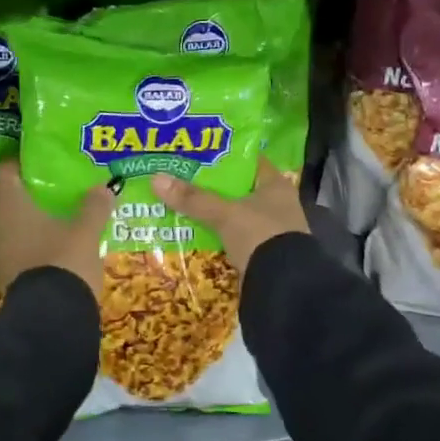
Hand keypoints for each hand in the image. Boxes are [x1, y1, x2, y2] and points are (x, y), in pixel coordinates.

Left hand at [0, 160, 113, 298]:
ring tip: (58, 211)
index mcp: (9, 204)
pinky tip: (54, 241)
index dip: (24, 162)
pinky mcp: (5, 274)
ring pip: (12, 224)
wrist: (51, 318)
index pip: (7, 170)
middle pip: (9, 197)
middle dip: (31, 190)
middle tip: (56, 184)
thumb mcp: (86, 231)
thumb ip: (94, 206)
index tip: (45, 159)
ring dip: (31, 217)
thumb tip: (105, 188)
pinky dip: (32, 240)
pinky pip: (16, 246)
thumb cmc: (64, 260)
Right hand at [151, 159, 308, 272]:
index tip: (198, 153)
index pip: (249, 161)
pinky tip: (194, 234)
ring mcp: (271, 230)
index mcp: (276, 186)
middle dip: (212, 187)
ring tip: (181, 206)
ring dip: (213, 214)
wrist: (283, 287)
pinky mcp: (262, 253)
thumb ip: (194, 198)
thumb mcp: (225, 214)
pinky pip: (233, 238)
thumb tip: (156, 179)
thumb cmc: (260, 236)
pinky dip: (217, 236)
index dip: (225, 155)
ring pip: (234, 215)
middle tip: (181, 179)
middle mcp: (277, 205)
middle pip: (238, 189)